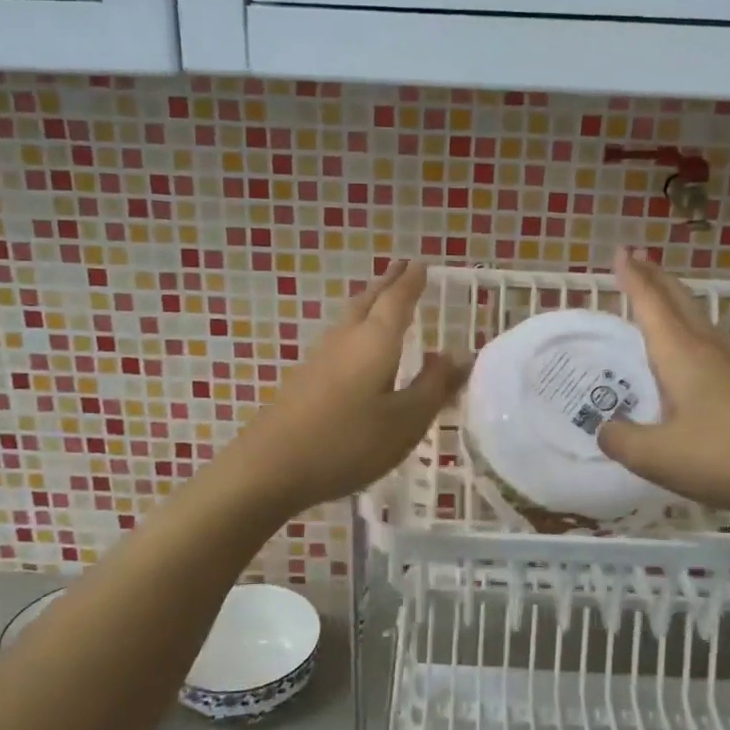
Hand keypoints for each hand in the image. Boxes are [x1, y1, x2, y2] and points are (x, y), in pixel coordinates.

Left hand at [224, 260, 467, 514]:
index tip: (421, 263)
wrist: (270, 467)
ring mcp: (319, 359)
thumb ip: (434, 386)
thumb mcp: (405, 421)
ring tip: (381, 300)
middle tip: (402, 268)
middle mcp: (345, 340)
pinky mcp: (303, 380)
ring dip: (368, 303)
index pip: (397, 300)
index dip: (411, 282)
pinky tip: (355, 349)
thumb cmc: (348, 442)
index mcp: (374, 341)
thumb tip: (459, 353)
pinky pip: (338, 340)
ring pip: (349, 319)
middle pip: (368, 301)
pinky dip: (355, 330)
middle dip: (387, 284)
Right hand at [597, 248, 729, 525]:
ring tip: (659, 297)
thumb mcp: (656, 455)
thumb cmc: (723, 456)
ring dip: (675, 302)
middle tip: (637, 258)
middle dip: (656, 278)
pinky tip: (688, 355)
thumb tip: (605, 429)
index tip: (620, 251)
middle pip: (680, 302)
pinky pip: (709, 345)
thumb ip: (622, 440)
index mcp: (681, 354)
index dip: (633, 278)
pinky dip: (689, 332)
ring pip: (698, 321)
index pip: (651, 304)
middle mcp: (707, 351)